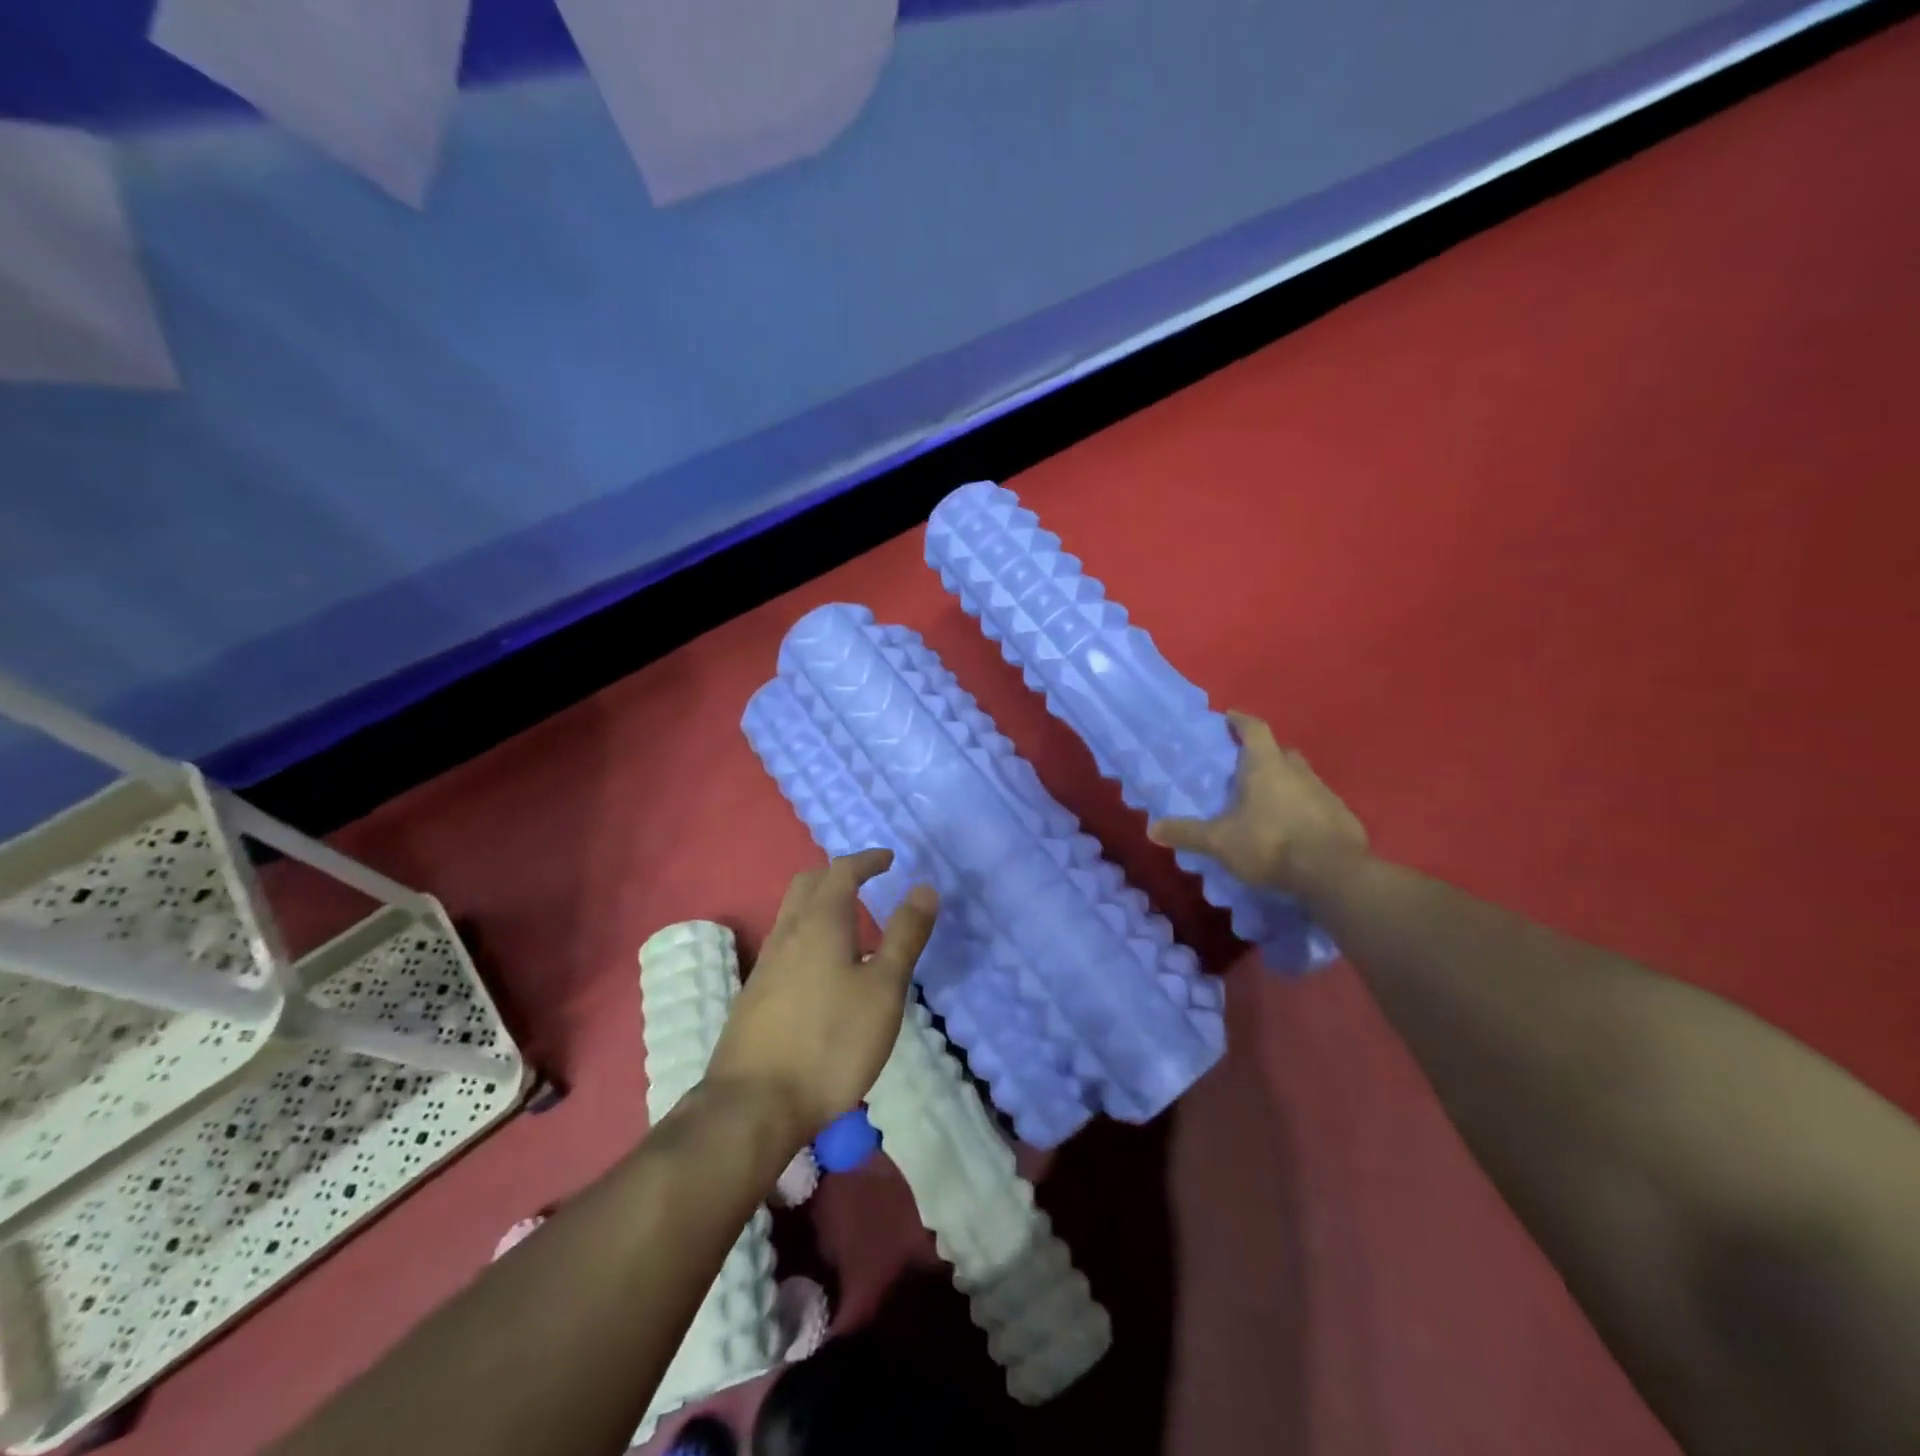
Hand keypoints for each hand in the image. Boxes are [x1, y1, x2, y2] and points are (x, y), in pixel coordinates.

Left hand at [706, 849, 938, 1146]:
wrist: (754, 1104)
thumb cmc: (830, 1042)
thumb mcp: (883, 989)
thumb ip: (904, 936)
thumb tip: (924, 887)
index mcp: (820, 922)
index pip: (841, 871)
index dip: (866, 860)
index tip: (888, 859)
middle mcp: (788, 933)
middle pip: (808, 884)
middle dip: (838, 873)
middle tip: (866, 879)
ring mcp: (766, 964)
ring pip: (792, 913)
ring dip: (821, 902)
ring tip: (850, 920)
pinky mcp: (756, 994)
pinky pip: (786, 943)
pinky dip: (809, 933)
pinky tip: (825, 967)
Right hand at [1148, 711, 1368, 893]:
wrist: (1333, 873)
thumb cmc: (1270, 844)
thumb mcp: (1220, 842)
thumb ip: (1188, 833)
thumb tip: (1151, 829)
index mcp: (1266, 766)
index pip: (1254, 729)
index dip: (1240, 721)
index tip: (1229, 718)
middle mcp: (1298, 771)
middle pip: (1281, 752)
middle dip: (1265, 756)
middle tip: (1246, 769)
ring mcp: (1325, 793)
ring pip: (1302, 778)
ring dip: (1286, 784)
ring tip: (1268, 804)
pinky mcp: (1343, 817)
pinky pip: (1319, 805)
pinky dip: (1305, 810)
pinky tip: (1295, 830)